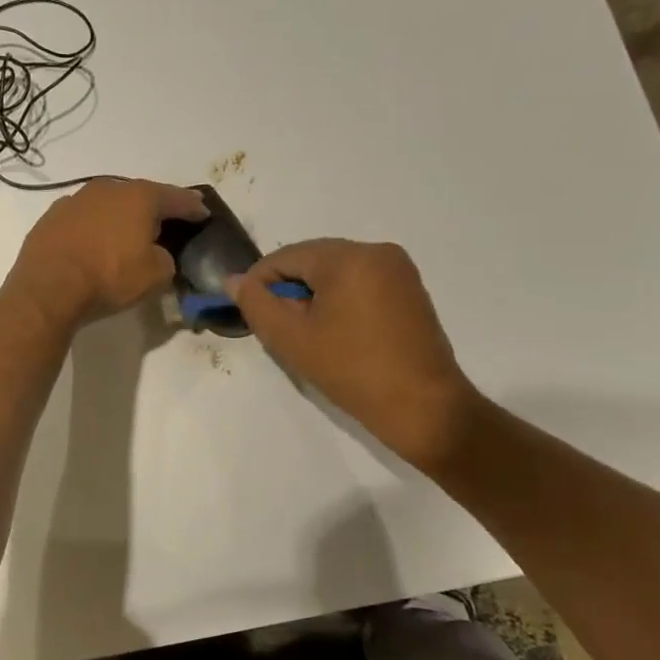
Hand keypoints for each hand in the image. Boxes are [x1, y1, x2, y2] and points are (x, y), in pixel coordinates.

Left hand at [6, 179, 208, 326]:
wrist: (48, 289)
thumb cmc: (109, 277)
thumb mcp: (155, 275)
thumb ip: (166, 259)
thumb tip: (158, 255)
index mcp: (139, 196)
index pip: (175, 198)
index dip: (192, 207)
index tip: (203, 213)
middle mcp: (107, 189)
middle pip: (139, 196)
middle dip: (153, 209)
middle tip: (164, 223)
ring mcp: (74, 201)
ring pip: (107, 205)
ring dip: (119, 217)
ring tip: (126, 234)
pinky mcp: (50, 219)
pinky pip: (82, 221)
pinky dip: (92, 229)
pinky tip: (93, 244)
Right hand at [231, 240, 485, 471]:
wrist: (424, 408)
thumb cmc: (351, 370)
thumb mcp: (290, 339)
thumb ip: (256, 304)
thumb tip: (234, 281)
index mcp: (349, 257)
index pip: (286, 256)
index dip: (259, 282)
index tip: (249, 314)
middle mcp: (377, 252)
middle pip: (313, 260)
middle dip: (288, 289)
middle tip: (278, 328)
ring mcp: (399, 270)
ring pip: (336, 272)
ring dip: (313, 296)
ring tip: (306, 335)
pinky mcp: (410, 291)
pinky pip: (360, 283)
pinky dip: (339, 300)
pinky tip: (335, 334)